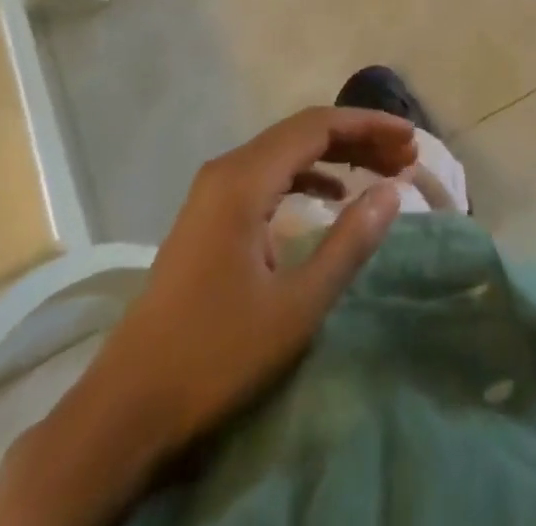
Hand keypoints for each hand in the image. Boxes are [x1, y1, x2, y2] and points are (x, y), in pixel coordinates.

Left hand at [106, 106, 415, 443]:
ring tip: (381, 171)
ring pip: (286, 153)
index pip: (318, 125)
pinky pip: (269, 176)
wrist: (124, 410)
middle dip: (358, 138)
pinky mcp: (210, 216)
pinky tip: (333, 196)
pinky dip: (307, 177)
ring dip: (336, 156)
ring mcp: (213, 192)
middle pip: (303, 132)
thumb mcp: (296, 306)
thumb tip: (392, 191)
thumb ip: (348, 242)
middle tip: (406, 155)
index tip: (411, 139)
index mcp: (244, 178)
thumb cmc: (215, 355)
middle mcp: (227, 170)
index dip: (369, 125)